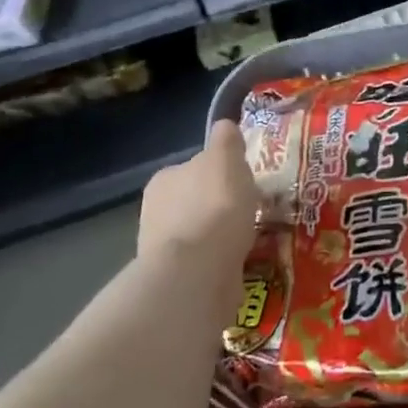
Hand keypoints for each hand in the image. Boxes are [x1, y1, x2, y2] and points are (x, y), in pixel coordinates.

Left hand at [136, 120, 259, 272]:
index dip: (220, 173)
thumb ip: (226, 140)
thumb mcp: (226, 158)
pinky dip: (222, 260)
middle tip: (250, 211)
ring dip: (221, 235)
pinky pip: (206, 262)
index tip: (242, 182)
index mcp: (164, 180)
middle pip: (195, 201)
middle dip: (219, 206)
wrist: (198, 272)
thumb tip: (225, 126)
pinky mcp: (177, 281)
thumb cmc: (214, 207)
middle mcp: (155, 212)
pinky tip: (242, 261)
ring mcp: (164, 250)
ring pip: (201, 233)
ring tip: (252, 238)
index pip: (194, 168)